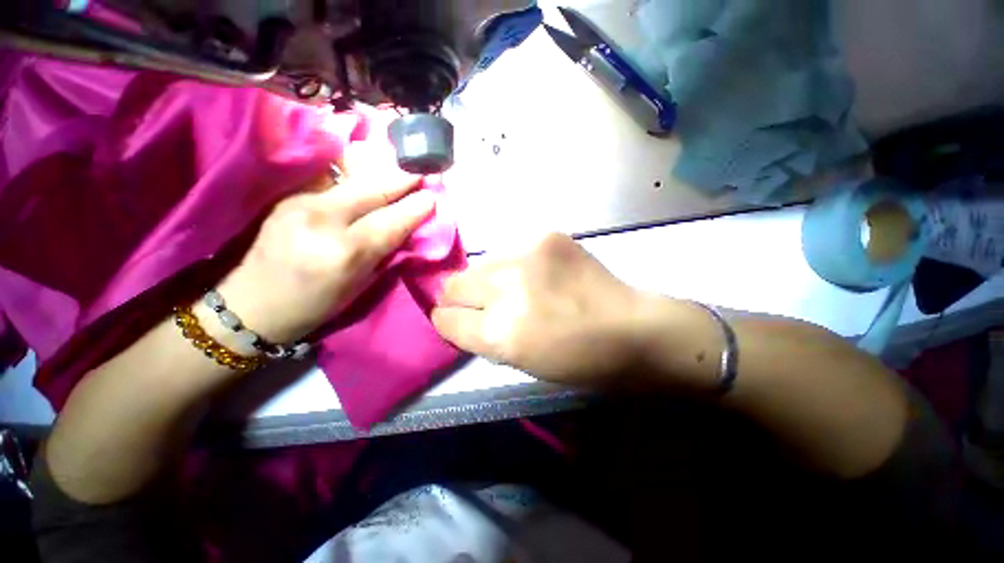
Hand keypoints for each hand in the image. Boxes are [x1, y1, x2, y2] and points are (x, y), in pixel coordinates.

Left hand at [211, 142, 434, 345]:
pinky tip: (369, 174)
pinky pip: (332, 182)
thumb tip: (406, 228)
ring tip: (401, 168)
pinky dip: (356, 178)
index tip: (432, 197)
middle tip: (420, 170)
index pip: (390, 222)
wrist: (253, 306)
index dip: (414, 208)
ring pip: (351, 181)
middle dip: (400, 179)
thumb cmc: (316, 306)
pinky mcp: (288, 197)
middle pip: (371, 191)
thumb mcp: (361, 286)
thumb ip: (385, 253)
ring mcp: (301, 203)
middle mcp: (322, 221)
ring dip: (381, 174)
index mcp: (345, 253)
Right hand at [431, 233, 647, 384]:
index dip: (446, 321)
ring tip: (513, 287)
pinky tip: (535, 273)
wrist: (631, 327)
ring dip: (487, 279)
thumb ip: (482, 337)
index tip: (455, 319)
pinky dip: (513, 264)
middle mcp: (506, 289)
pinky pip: (508, 250)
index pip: (445, 318)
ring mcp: (526, 255)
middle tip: (482, 303)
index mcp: (500, 333)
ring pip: (479, 263)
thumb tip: (458, 316)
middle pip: (455, 284)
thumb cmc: (577, 359)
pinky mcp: (545, 235)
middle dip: (460, 297)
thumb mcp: (520, 362)